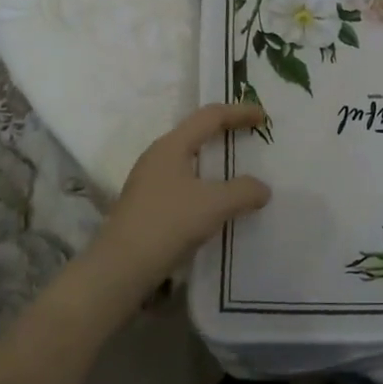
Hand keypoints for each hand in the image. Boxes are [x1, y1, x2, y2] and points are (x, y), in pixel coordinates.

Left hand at [79, 103, 270, 303]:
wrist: (118, 270)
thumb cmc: (167, 224)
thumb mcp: (213, 205)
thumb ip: (243, 191)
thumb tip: (262, 189)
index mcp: (172, 145)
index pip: (210, 116)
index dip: (239, 112)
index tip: (264, 117)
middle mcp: (158, 156)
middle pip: (197, 133)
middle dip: (226, 132)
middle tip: (251, 136)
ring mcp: (149, 181)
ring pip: (189, 159)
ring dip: (214, 160)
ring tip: (238, 170)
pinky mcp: (147, 205)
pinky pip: (184, 182)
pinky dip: (205, 183)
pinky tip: (216, 202)